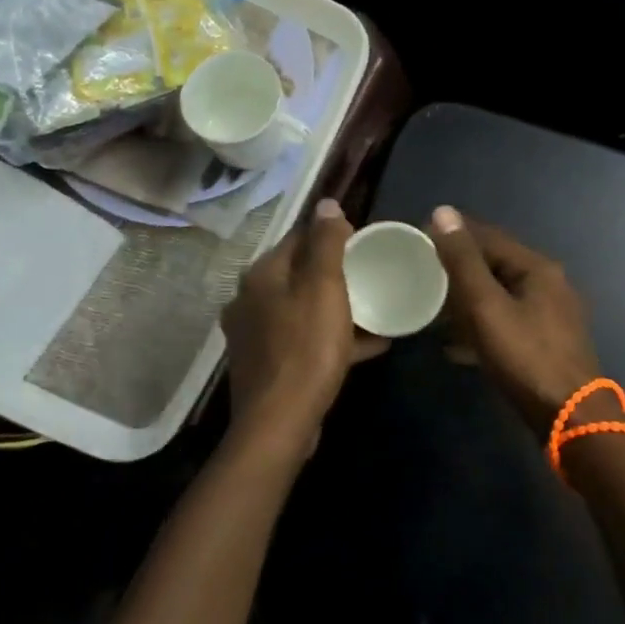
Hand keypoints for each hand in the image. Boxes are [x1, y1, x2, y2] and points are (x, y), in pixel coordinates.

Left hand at [222, 199, 387, 459]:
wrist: (280, 421)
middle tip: (371, 275)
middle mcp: (250, 300)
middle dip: (335, 273)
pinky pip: (305, 340)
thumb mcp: (324, 288)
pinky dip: (332, 337)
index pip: (296, 238)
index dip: (330, 235)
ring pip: (303, 309)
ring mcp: (255, 335)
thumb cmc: (307, 347)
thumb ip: (326, 243)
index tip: (362, 242)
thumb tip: (327, 202)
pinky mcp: (267, 365)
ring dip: (336, 307)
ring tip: (374, 309)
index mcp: (261, 276)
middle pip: (299, 274)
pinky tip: (368, 344)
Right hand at [428, 206, 603, 436]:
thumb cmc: (525, 356)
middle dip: (459, 268)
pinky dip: (482, 326)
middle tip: (421, 275)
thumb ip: (463, 261)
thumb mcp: (486, 306)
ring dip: (468, 300)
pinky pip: (507, 322)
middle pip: (495, 265)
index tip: (419, 238)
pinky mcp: (547, 344)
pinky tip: (456, 345)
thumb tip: (443, 212)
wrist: (570, 418)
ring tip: (433, 309)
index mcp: (537, 268)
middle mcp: (549, 284)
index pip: (488, 236)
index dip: (453, 234)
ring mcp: (551, 316)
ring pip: (500, 296)